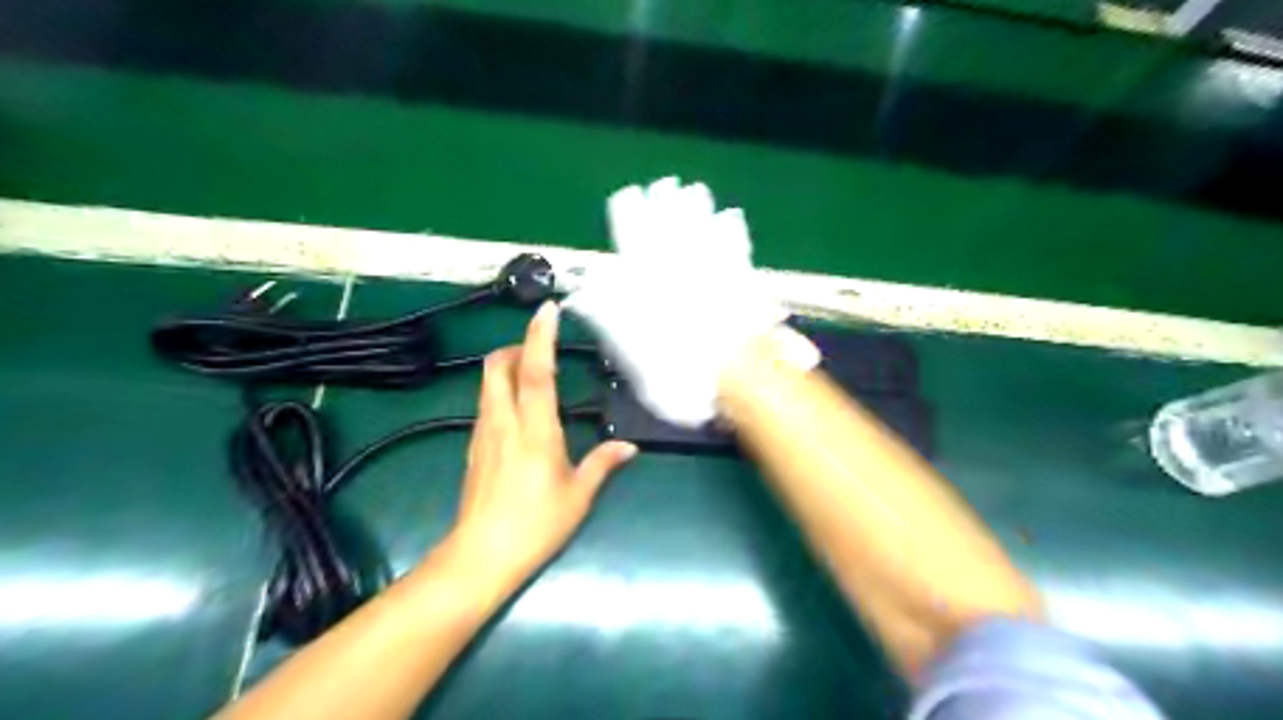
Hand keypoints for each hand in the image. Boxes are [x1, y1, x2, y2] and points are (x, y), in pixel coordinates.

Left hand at [448, 300, 635, 590]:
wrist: (481, 556)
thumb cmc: (536, 525)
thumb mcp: (578, 495)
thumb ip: (603, 464)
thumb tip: (628, 447)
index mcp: (535, 429)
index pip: (537, 371)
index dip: (541, 337)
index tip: (548, 309)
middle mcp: (504, 421)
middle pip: (499, 365)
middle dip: (518, 347)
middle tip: (543, 351)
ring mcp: (483, 432)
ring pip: (489, 382)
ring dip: (509, 367)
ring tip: (536, 376)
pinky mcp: (473, 446)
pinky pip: (486, 403)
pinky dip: (502, 390)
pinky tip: (521, 411)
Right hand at [562, 178, 808, 428]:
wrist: (733, 374)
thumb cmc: (676, 368)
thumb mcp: (631, 351)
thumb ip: (608, 317)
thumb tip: (583, 295)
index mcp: (649, 279)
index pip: (634, 236)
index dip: (630, 213)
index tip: (627, 195)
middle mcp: (682, 267)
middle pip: (671, 226)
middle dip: (666, 203)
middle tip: (665, 184)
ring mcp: (715, 270)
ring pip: (704, 229)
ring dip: (698, 209)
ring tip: (695, 190)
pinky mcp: (743, 279)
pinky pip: (736, 246)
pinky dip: (732, 229)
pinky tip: (732, 216)